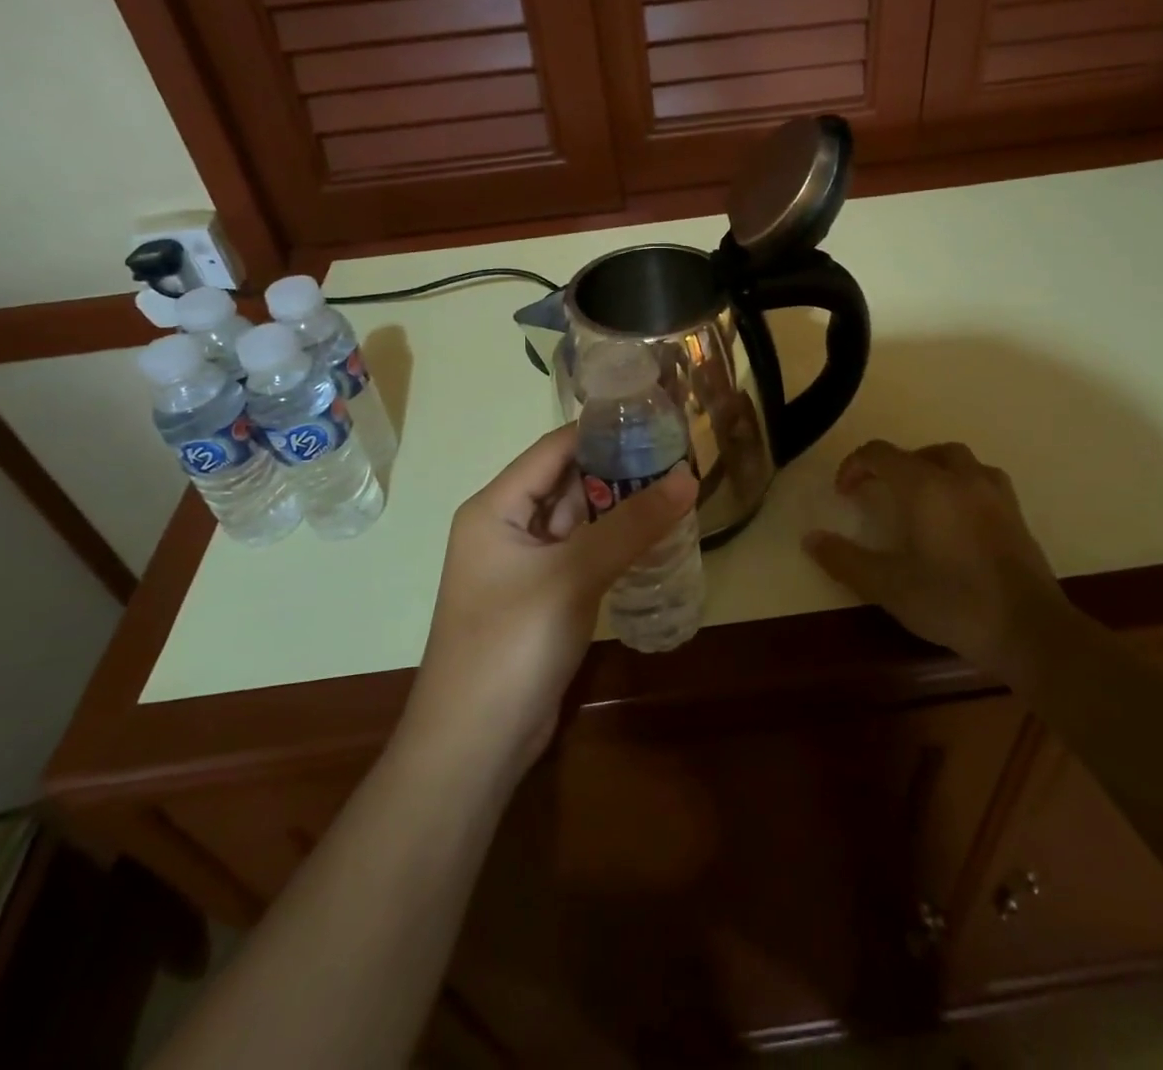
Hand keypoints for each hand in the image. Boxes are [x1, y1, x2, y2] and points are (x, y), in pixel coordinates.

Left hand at [401, 423, 697, 780]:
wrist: (474, 746)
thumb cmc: (512, 643)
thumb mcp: (573, 575)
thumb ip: (631, 525)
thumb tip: (688, 478)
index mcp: (495, 508)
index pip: (553, 450)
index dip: (600, 431)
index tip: (653, 417)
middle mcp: (505, 528)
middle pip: (566, 482)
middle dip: (618, 469)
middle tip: (677, 454)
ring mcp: (524, 566)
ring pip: (577, 521)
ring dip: (619, 508)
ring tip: (676, 487)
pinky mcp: (541, 598)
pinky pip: (580, 555)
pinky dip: (613, 545)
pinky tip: (655, 537)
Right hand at [804, 441, 1060, 673]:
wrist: (1030, 631)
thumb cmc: (953, 602)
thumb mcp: (888, 586)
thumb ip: (845, 559)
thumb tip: (810, 539)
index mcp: (926, 486)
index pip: (880, 454)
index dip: (854, 466)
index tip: (843, 494)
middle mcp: (960, 478)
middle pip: (918, 452)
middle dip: (891, 466)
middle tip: (877, 494)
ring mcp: (994, 493)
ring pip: (955, 459)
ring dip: (928, 468)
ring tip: (916, 498)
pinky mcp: (1015, 513)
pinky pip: (980, 479)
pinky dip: (959, 484)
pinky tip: (955, 515)